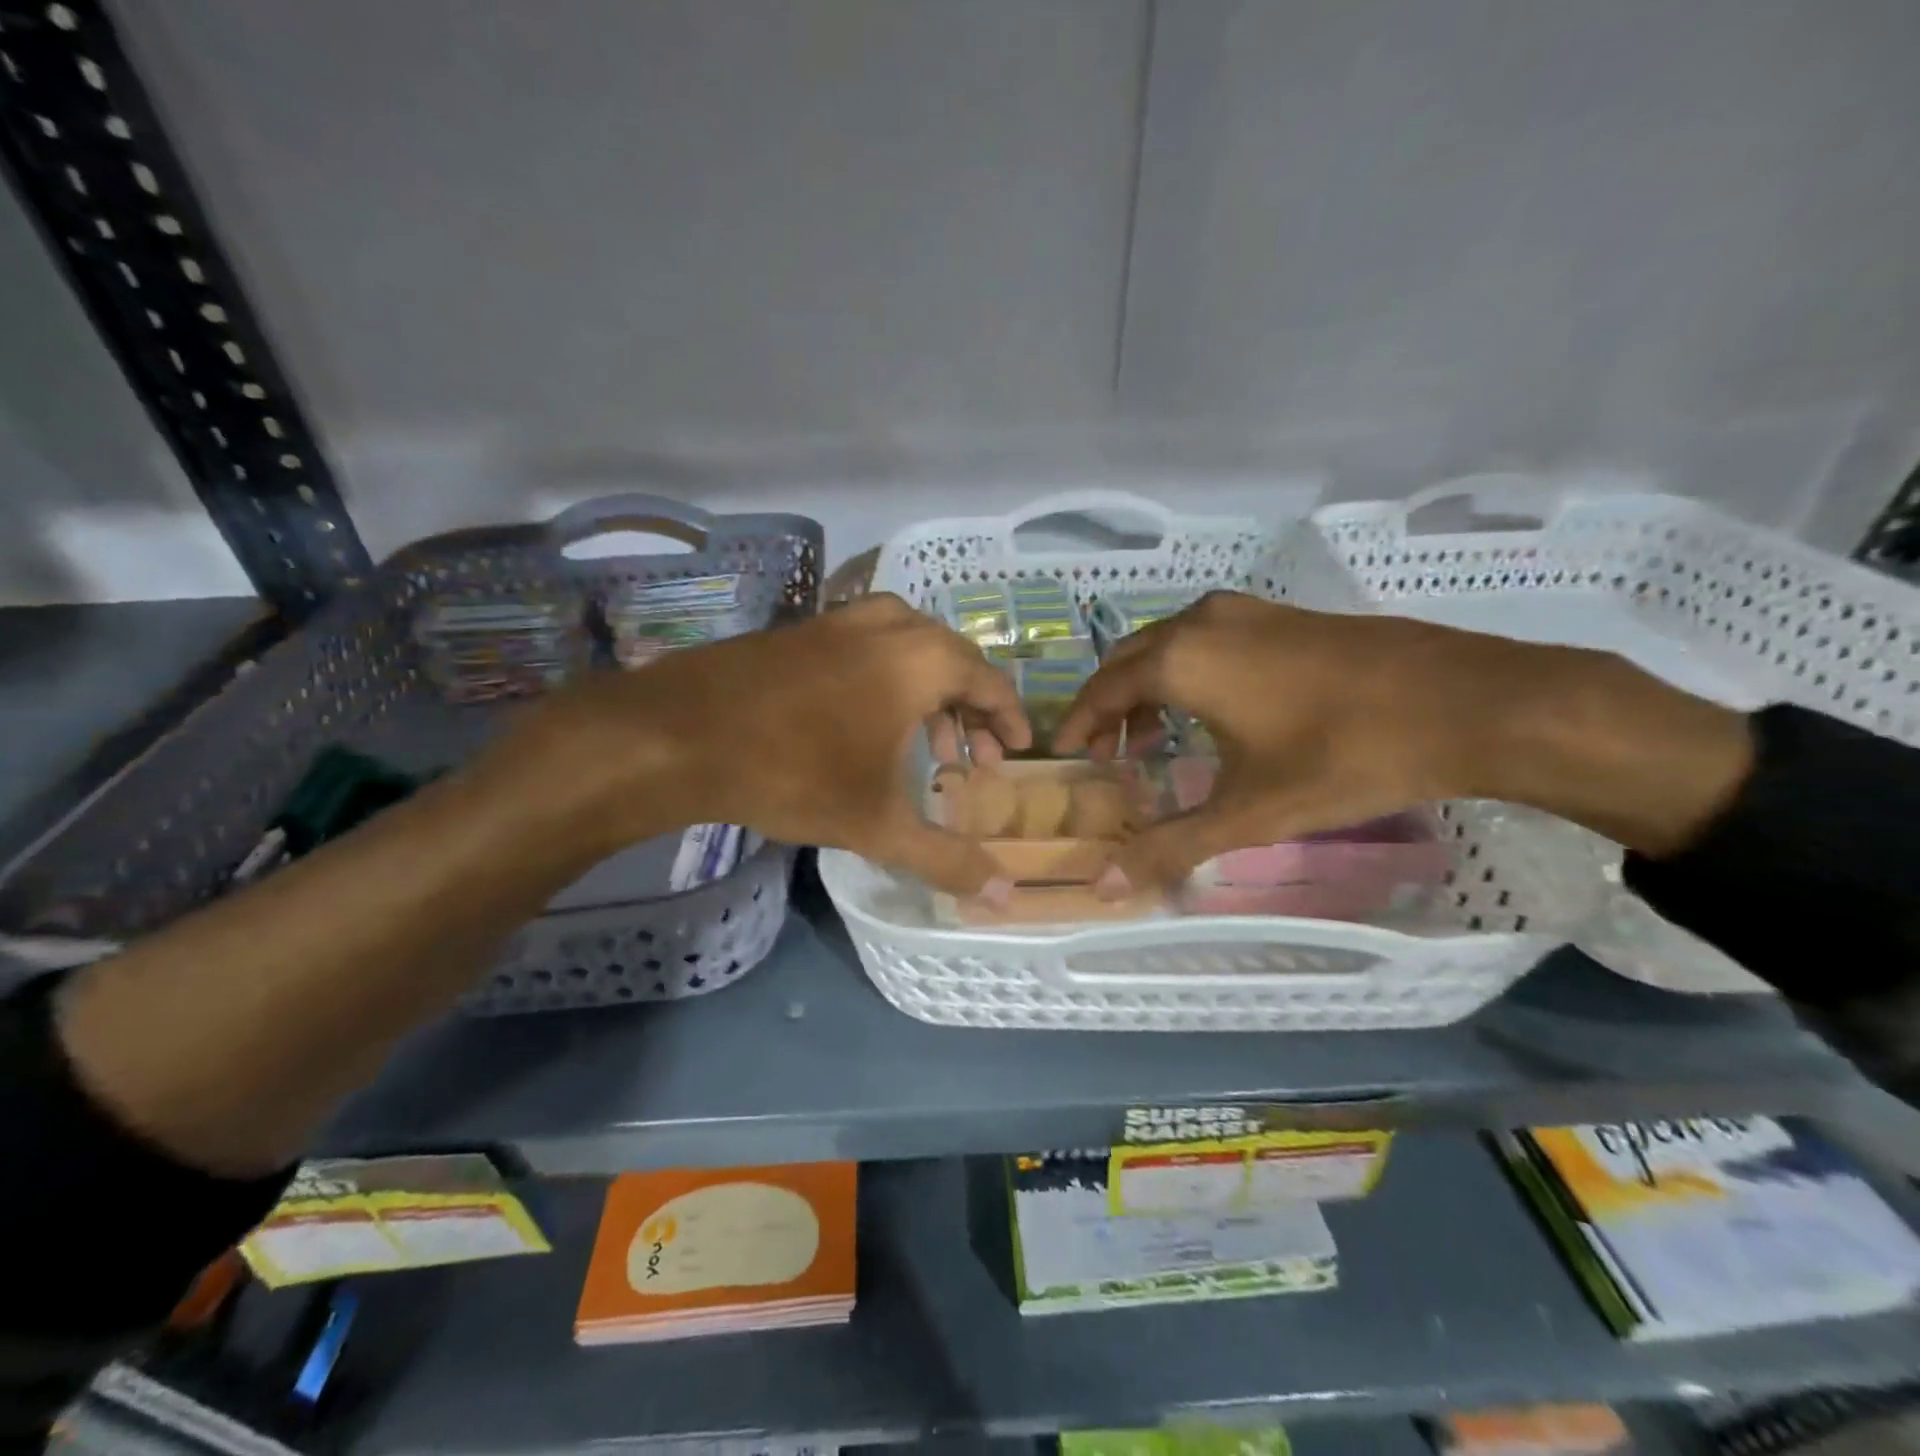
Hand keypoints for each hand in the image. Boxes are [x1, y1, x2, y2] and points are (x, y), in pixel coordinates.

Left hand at [510, 594, 1031, 894]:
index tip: (1017, 750)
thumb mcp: (878, 825)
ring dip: (930, 691)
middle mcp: (888, 626)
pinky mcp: (802, 630)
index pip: (988, 680)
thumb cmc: (794, 772)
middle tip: (972, 758)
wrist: (677, 734)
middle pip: (952, 658)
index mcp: (920, 659)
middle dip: (971, 709)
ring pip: (909, 646)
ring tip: (926, 744)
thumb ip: (946, 858)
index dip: (1009, 718)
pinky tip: (867, 722)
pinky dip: (888, 677)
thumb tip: (1004, 896)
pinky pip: (868, 645)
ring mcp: (839, 621)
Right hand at [1052, 592, 1753, 890]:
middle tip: (1104, 753)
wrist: (1467, 702)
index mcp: (1180, 659)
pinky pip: (1207, 640)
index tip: (1063, 753)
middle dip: (1108, 706)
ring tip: (1150, 739)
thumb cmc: (1343, 756)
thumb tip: (1103, 887)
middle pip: (1129, 660)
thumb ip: (1170, 847)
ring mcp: (1247, 612)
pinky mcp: (1283, 615)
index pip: (1102, 689)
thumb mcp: (1248, 813)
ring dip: (1148, 689)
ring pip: (1169, 646)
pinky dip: (1187, 673)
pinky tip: (1212, 712)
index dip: (1077, 723)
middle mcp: (1202, 623)